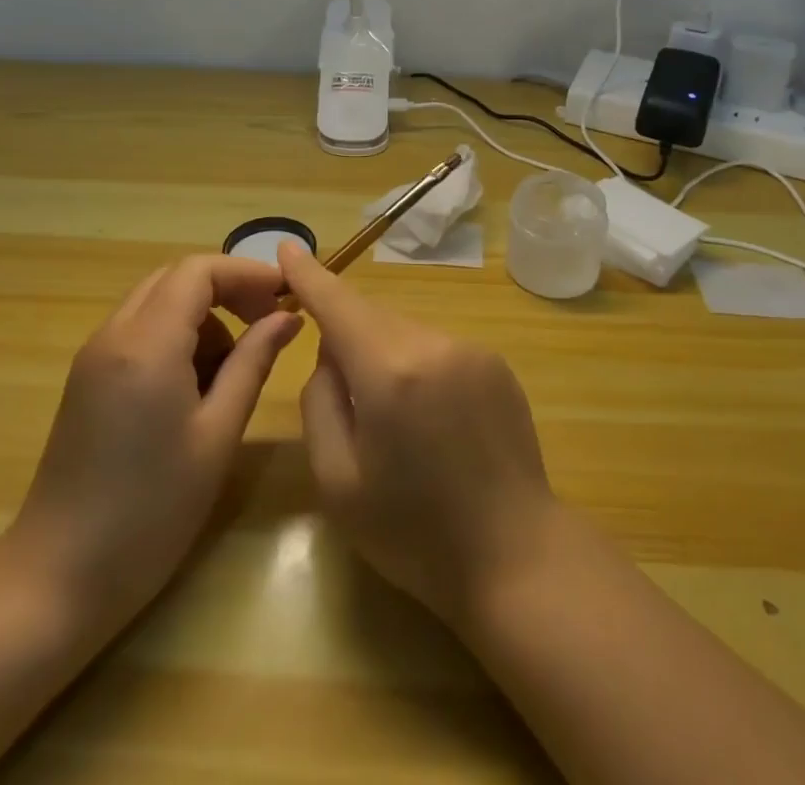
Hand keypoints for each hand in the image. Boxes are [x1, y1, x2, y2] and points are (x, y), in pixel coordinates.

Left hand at [9, 255, 302, 628]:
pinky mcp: (87, 378)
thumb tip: (287, 317)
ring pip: (157, 302)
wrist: (57, 579)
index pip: (199, 271)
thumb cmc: (151, 511)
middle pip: (176, 278)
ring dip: (202, 316)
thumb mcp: (217, 435)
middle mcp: (114, 334)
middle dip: (226, 289)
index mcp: (147, 343)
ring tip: (233, 369)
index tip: (285, 297)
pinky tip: (195, 388)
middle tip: (267, 323)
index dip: (246, 273)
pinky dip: (176, 337)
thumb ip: (254, 363)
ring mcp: (94, 356)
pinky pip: (139, 331)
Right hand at [283, 241, 560, 625]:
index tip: (287, 245)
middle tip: (341, 393)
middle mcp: (433, 344)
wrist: (516, 559)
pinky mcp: (496, 364)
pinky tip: (431, 422)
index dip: (309, 274)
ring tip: (393, 422)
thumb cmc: (414, 534)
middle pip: (372, 317)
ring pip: (405, 332)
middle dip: (347, 334)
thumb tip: (331, 353)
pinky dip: (418, 366)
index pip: (338, 303)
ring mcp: (471, 350)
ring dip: (385, 355)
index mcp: (389, 371)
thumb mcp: (338, 481)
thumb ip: (320, 401)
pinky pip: (438, 348)